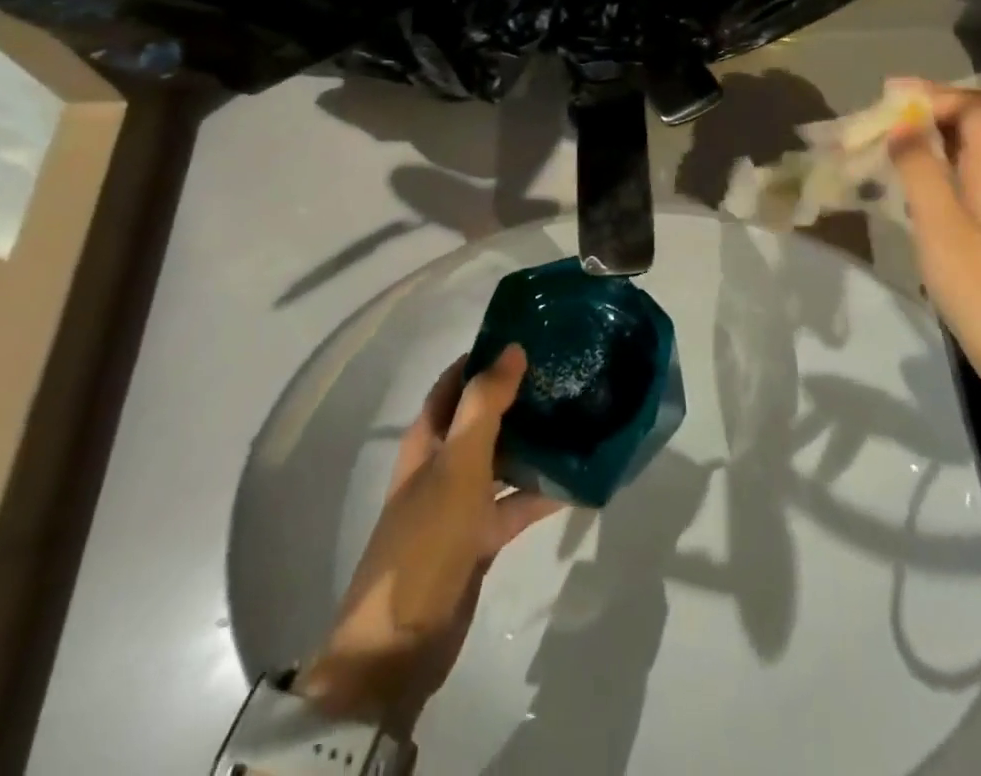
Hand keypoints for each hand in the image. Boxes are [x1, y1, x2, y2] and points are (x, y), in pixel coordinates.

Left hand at [297, 346, 561, 733]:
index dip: (487, 356)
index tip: (531, 335)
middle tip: (567, 372)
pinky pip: (516, 502)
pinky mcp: (480, 537)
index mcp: (429, 438)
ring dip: (534, 440)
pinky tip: (579, 480)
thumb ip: (485, 405)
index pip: (457, 380)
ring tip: (581, 414)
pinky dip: (542, 492)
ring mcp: (462, 502)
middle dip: (519, 395)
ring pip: (504, 458)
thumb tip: (513, 348)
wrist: (400, 644)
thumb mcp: (457, 464)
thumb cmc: (426, 539)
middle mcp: (444, 462)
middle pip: (484, 416)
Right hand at [885, 77, 980, 416]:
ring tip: (879, 148)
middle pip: (967, 126)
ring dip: (921, 142)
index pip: (973, 107)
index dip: (933, 93)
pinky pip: (955, 182)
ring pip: (959, 154)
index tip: (888, 98)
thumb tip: (901, 123)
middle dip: (922, 113)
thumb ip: (920, 169)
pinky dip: (926, 172)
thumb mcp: (941, 224)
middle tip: (875, 121)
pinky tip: (901, 190)